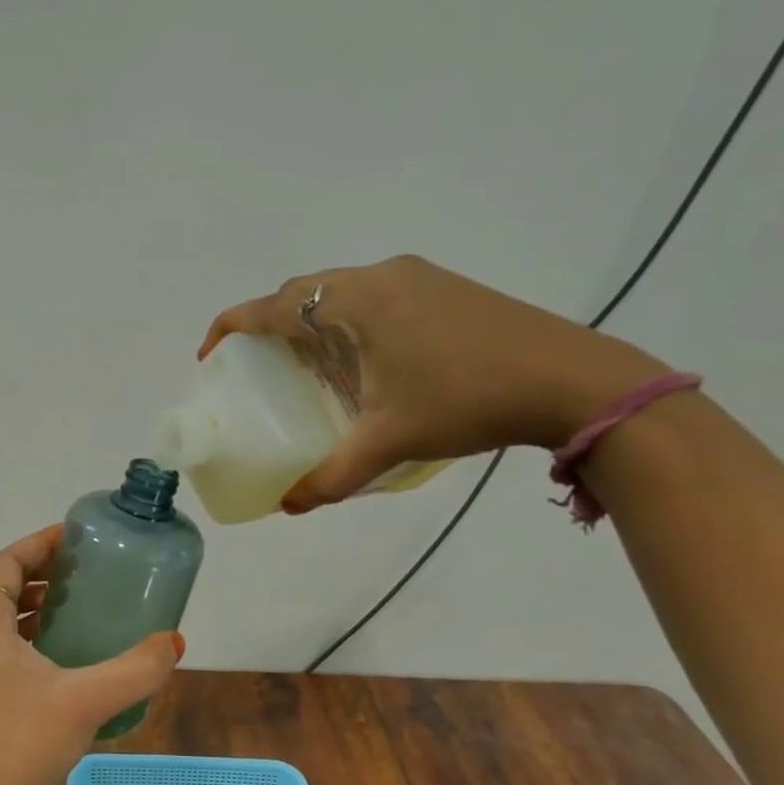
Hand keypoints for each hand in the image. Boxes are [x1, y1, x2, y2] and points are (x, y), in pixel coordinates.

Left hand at [0, 525, 182, 784]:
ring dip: (19, 601)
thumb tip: (175, 642)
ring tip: (65, 607)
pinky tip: (54, 656)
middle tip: (67, 573)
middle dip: (24, 568)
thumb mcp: (87, 702)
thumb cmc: (21, 744)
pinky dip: (17, 632)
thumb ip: (137, 670)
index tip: (73, 538)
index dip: (36, 544)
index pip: (2, 562)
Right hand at [199, 255, 668, 511]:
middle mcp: (382, 276)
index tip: (210, 353)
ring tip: (303, 365)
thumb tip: (288, 507)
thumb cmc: (468, 401)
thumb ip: (331, 476)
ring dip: (311, 320)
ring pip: (342, 290)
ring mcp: (418, 277)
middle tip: (256, 365)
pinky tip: (360, 360)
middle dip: (269, 323)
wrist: (573, 380)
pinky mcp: (445, 288)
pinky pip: (374, 295)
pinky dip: (347, 320)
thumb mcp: (390, 442)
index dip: (233, 325)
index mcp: (359, 302)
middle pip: (305, 291)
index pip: (275, 304)